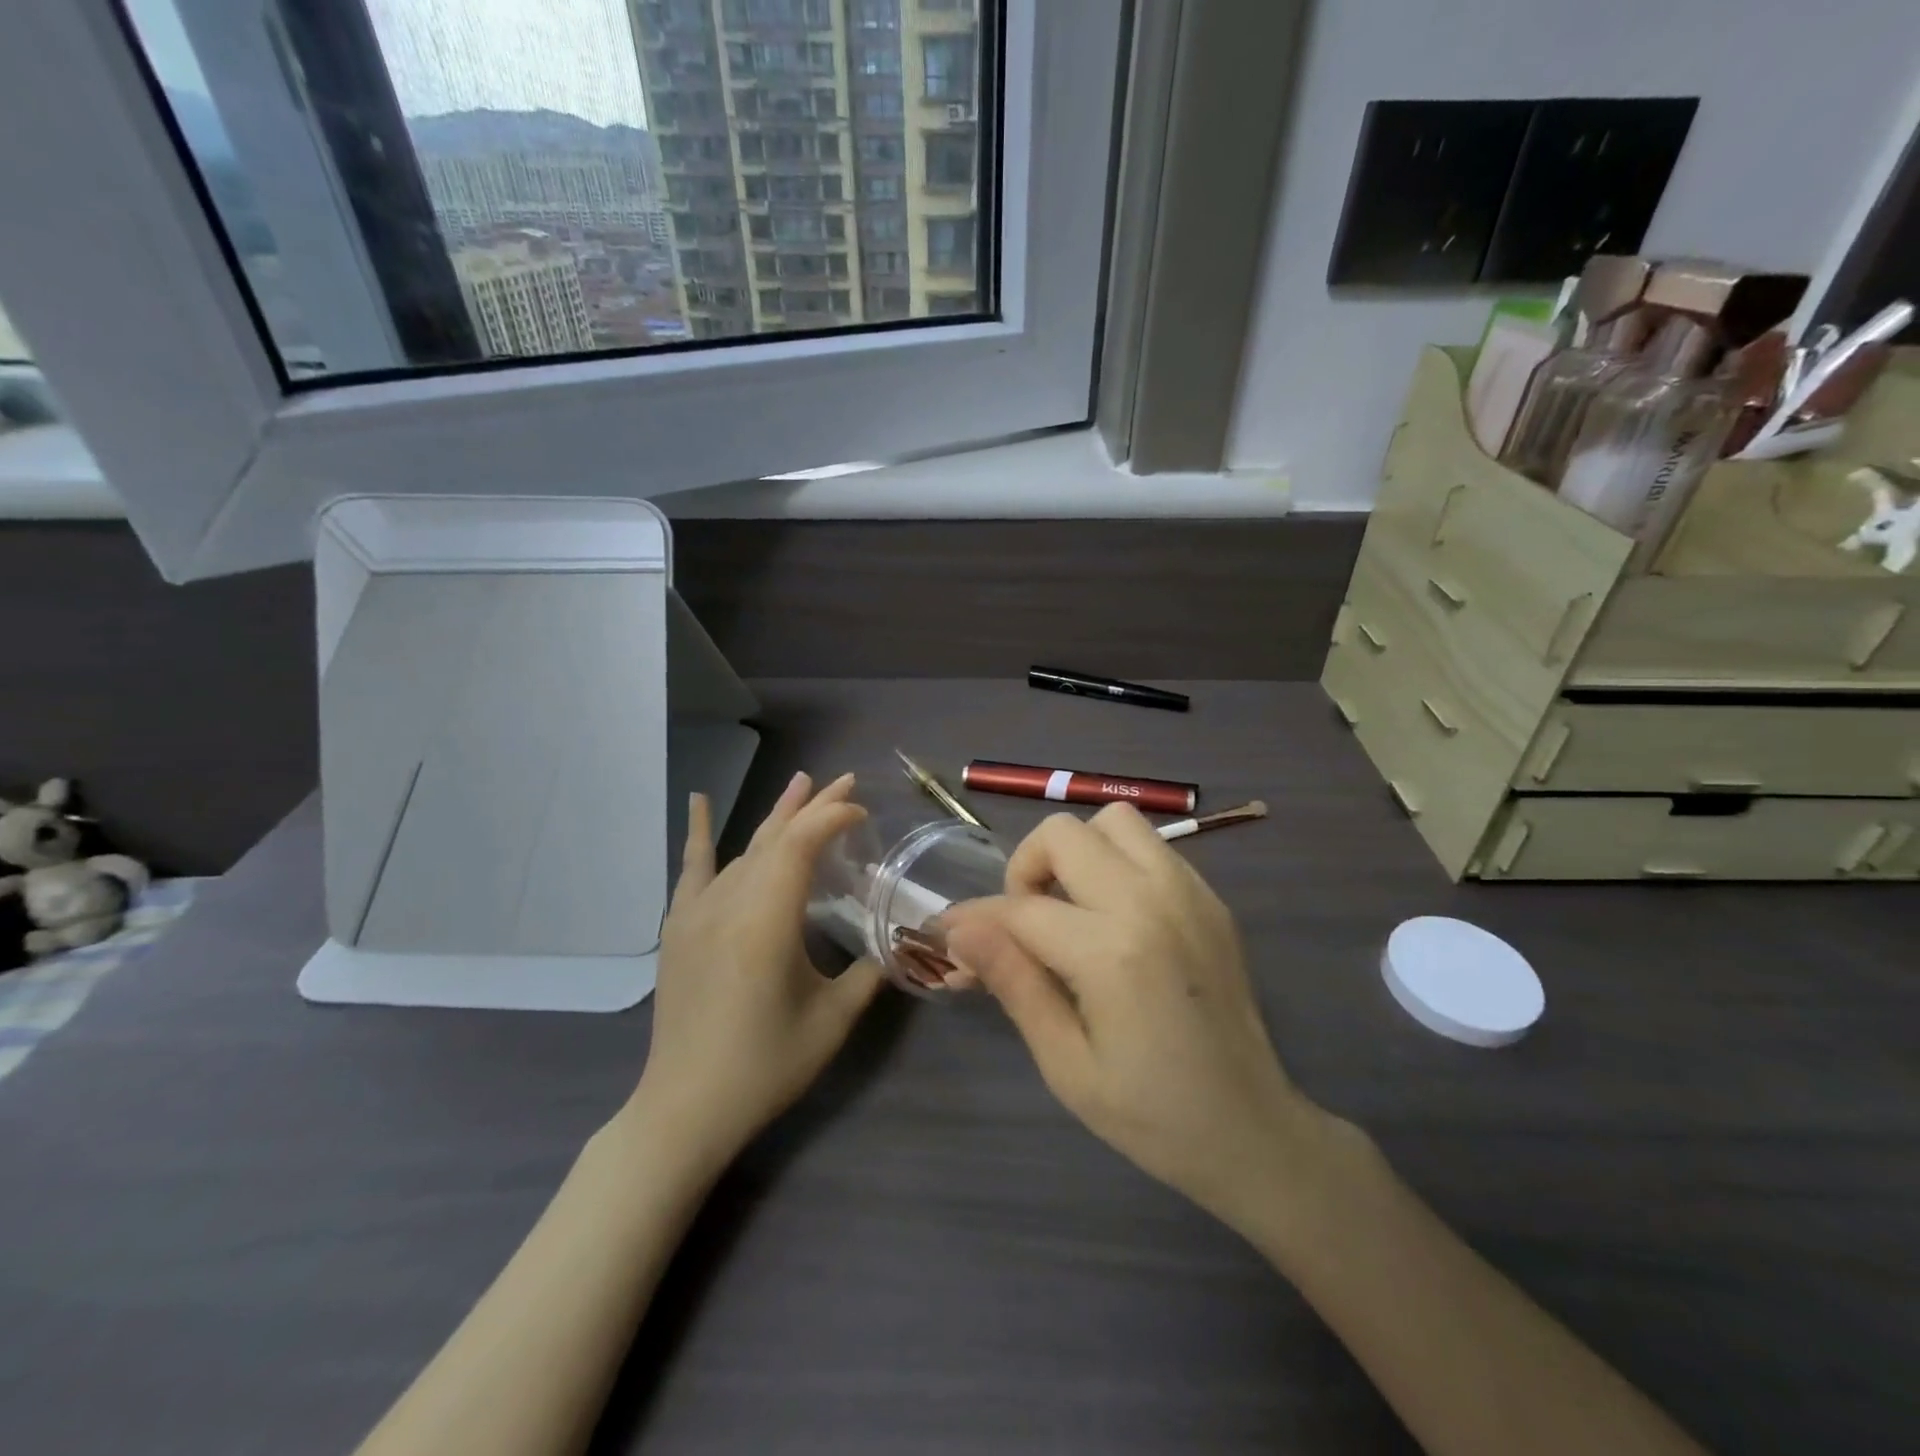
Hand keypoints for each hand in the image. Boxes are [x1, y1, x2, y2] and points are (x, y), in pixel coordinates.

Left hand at [634, 772, 884, 1165]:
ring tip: (802, 784)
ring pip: (745, 848)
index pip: (802, 845)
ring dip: (778, 816)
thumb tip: (898, 942)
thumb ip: (870, 972)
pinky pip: (693, 868)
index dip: (833, 818)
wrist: (686, 1108)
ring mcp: (698, 911)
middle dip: (814, 806)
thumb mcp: (832, 1020)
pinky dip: (700, 832)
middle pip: (776, 837)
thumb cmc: (765, 1065)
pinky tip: (699, 800)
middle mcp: (729, 903)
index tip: (863, 814)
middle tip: (847, 781)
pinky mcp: (680, 926)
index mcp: (767, 920)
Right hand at [943, 805, 1322, 1230]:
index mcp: (1112, 951)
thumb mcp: (1066, 1064)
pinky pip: (1151, 846)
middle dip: (1025, 869)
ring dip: (1076, 851)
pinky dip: (1117, 861)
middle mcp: (1152, 901)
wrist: (1254, 1132)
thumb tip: (959, 929)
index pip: (1020, 908)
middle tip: (1024, 923)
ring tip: (1070, 907)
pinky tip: (1114, 916)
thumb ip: (1013, 982)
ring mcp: (1189, 893)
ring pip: (1113, 822)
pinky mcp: (1211, 899)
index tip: (947, 931)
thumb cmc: (1152, 1115)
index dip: (974, 919)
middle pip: (1063, 834)